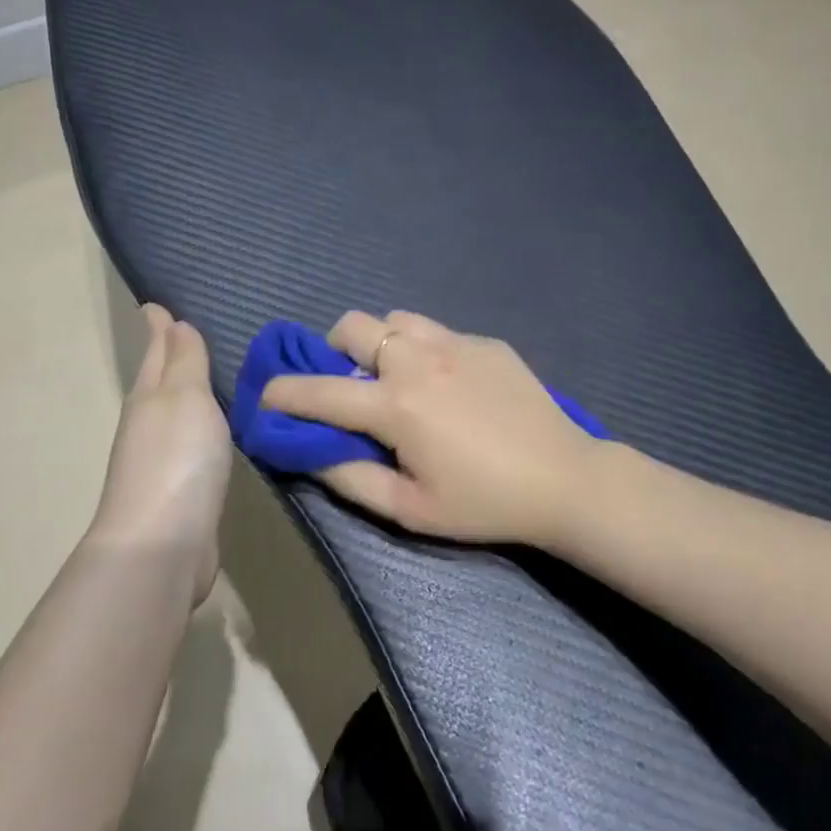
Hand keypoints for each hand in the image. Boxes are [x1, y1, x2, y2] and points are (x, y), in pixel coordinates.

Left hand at [89, 305, 231, 605]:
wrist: (162, 546)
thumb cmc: (177, 460)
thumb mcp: (185, 397)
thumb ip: (184, 360)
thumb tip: (172, 321)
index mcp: (147, 396)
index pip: (156, 350)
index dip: (158, 326)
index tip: (155, 303)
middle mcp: (147, 423)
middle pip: (159, 379)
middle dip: (170, 355)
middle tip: (187, 330)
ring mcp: (159, 460)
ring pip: (174, 412)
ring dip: (186, 392)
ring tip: (208, 375)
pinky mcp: (177, 491)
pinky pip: (190, 444)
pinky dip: (199, 428)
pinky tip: (214, 430)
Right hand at [260, 310, 602, 547]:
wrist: (565, 479)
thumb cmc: (483, 503)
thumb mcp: (410, 510)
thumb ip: (350, 478)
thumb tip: (310, 451)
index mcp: (395, 405)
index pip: (318, 390)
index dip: (281, 393)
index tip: (265, 396)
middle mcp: (417, 360)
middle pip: (350, 326)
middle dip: (334, 352)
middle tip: (351, 386)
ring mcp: (455, 343)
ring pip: (394, 320)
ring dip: (380, 344)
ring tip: (399, 379)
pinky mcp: (485, 342)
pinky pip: (438, 332)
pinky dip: (425, 351)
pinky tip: (450, 386)